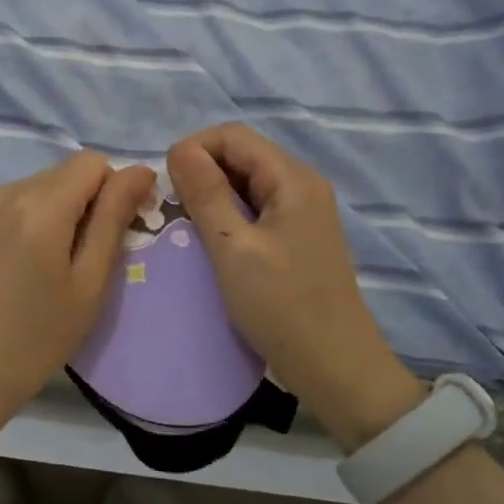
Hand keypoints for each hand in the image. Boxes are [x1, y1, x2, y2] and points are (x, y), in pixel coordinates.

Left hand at [0, 151, 155, 445]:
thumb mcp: (89, 283)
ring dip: (58, 210)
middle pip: (65, 172)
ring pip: (39, 185)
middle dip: (86, 202)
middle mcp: (7, 191)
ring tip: (50, 266)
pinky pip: (13, 200)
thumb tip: (141, 171)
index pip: (93, 163)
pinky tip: (23, 264)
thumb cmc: (36, 339)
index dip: (114, 190)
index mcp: (40, 205)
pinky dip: (30, 218)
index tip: (116, 232)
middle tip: (85, 258)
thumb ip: (113, 219)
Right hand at [167, 125, 422, 448]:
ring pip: (246, 182)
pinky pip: (256, 208)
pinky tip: (212, 243)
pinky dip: (228, 216)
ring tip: (187, 227)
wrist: (336, 367)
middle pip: (241, 155)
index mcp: (292, 179)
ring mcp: (303, 211)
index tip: (167, 187)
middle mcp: (302, 185)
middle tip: (172, 210)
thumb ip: (206, 194)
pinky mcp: (298, 236)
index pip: (232, 136)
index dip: (194, 149)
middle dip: (201, 172)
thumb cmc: (282, 306)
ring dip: (212, 195)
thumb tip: (179, 149)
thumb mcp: (233, 249)